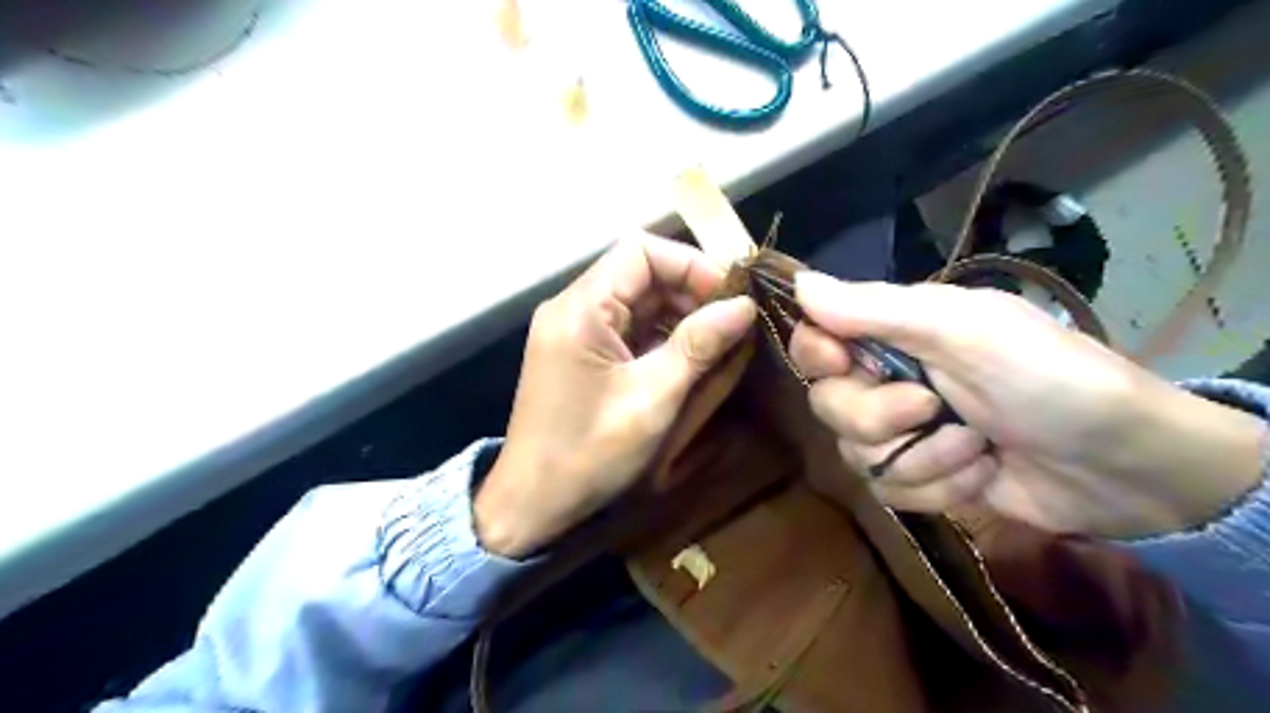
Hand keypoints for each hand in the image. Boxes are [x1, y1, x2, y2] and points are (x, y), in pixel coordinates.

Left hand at [473, 235, 751, 556]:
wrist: (532, 503)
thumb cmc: (589, 453)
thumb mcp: (652, 398)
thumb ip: (698, 346)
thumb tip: (744, 307)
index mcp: (581, 309)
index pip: (640, 251)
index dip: (690, 265)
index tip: (730, 298)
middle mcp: (572, 307)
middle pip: (639, 272)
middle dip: (689, 292)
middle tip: (732, 323)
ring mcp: (574, 330)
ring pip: (636, 300)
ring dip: (679, 315)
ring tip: (718, 342)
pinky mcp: (579, 352)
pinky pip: (626, 327)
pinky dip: (660, 336)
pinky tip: (689, 358)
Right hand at [790, 273, 1265, 541]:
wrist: (1122, 464)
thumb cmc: (1047, 378)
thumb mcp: (963, 330)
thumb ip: (876, 309)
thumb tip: (799, 283)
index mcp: (894, 334)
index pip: (815, 340)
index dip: (817, 357)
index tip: (843, 365)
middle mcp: (888, 380)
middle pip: (827, 406)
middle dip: (879, 418)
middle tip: (933, 408)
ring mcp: (903, 433)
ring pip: (856, 455)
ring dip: (922, 458)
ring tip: (977, 448)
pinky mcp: (920, 477)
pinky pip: (888, 491)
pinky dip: (937, 488)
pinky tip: (979, 474)